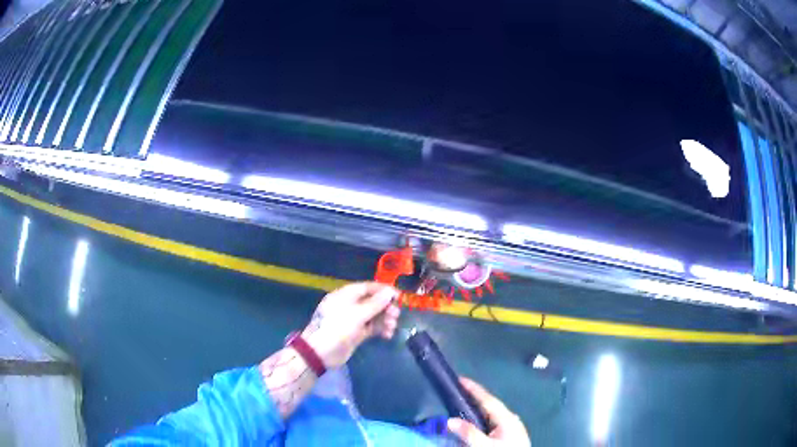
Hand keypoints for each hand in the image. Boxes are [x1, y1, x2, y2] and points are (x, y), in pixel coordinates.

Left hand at [302, 282, 399, 368]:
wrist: (321, 352)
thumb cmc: (337, 328)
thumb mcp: (357, 314)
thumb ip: (375, 303)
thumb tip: (390, 291)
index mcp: (346, 295)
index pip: (368, 287)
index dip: (384, 290)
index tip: (399, 296)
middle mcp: (350, 305)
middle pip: (373, 301)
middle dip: (386, 307)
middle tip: (396, 315)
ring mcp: (353, 320)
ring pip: (374, 315)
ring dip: (385, 319)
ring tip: (392, 327)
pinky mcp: (356, 333)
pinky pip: (372, 327)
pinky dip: (380, 329)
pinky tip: (388, 335)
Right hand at [447, 378, 529, 446]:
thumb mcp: (485, 445)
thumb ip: (469, 433)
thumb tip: (450, 420)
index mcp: (507, 418)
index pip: (488, 399)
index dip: (474, 389)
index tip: (459, 378)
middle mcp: (510, 420)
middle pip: (489, 406)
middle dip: (473, 398)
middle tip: (456, 391)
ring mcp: (510, 429)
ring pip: (490, 415)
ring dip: (476, 410)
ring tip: (460, 404)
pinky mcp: (507, 437)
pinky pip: (490, 424)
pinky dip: (479, 420)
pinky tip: (472, 423)